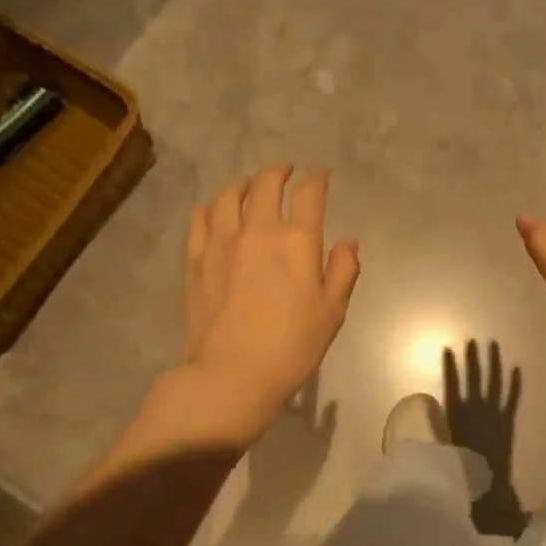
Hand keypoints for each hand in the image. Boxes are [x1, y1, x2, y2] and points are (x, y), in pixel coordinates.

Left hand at [184, 163, 359, 430]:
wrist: (233, 374)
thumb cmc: (292, 346)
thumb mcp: (332, 311)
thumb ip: (343, 270)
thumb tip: (349, 242)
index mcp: (297, 241)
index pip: (309, 194)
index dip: (316, 178)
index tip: (320, 175)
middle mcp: (259, 230)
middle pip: (266, 184)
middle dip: (279, 171)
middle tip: (286, 171)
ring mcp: (222, 242)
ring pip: (229, 195)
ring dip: (243, 184)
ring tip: (250, 185)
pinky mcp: (196, 259)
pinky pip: (200, 219)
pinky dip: (211, 206)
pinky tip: (215, 209)